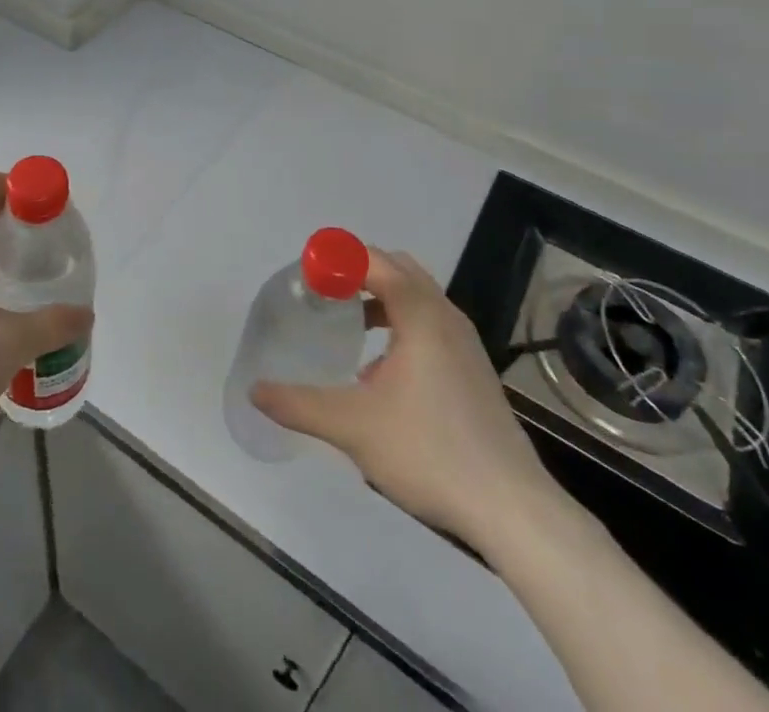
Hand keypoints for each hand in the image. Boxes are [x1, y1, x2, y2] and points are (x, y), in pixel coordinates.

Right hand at [252, 248, 563, 563]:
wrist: (512, 509)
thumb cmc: (430, 452)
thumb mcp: (353, 427)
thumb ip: (300, 404)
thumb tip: (255, 390)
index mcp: (420, 313)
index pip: (374, 260)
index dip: (337, 258)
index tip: (306, 274)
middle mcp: (446, 316)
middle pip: (398, 268)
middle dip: (359, 270)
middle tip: (325, 292)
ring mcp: (465, 343)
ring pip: (418, 297)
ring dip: (382, 297)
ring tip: (349, 323)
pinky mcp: (474, 369)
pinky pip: (431, 323)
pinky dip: (402, 323)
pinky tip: (381, 371)